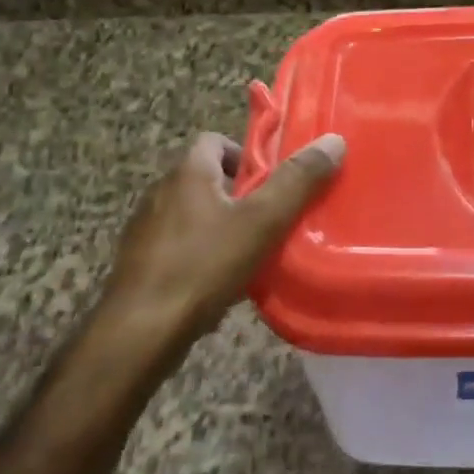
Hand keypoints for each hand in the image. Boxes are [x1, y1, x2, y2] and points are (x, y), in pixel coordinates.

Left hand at [94, 131, 345, 367]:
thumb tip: (333, 141)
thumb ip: (297, 182)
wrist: (139, 332)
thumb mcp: (262, 222)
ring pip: (192, 216)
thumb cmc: (203, 266)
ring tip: (252, 254)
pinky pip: (179, 248)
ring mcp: (145, 231)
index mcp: (187, 173)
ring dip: (221, 227)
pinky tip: (221, 285)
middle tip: (271, 218)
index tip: (272, 181)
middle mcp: (160, 193)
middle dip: (239, 195)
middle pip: (205, 179)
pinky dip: (201, 257)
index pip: (214, 140)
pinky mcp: (140, 265)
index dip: (245, 154)